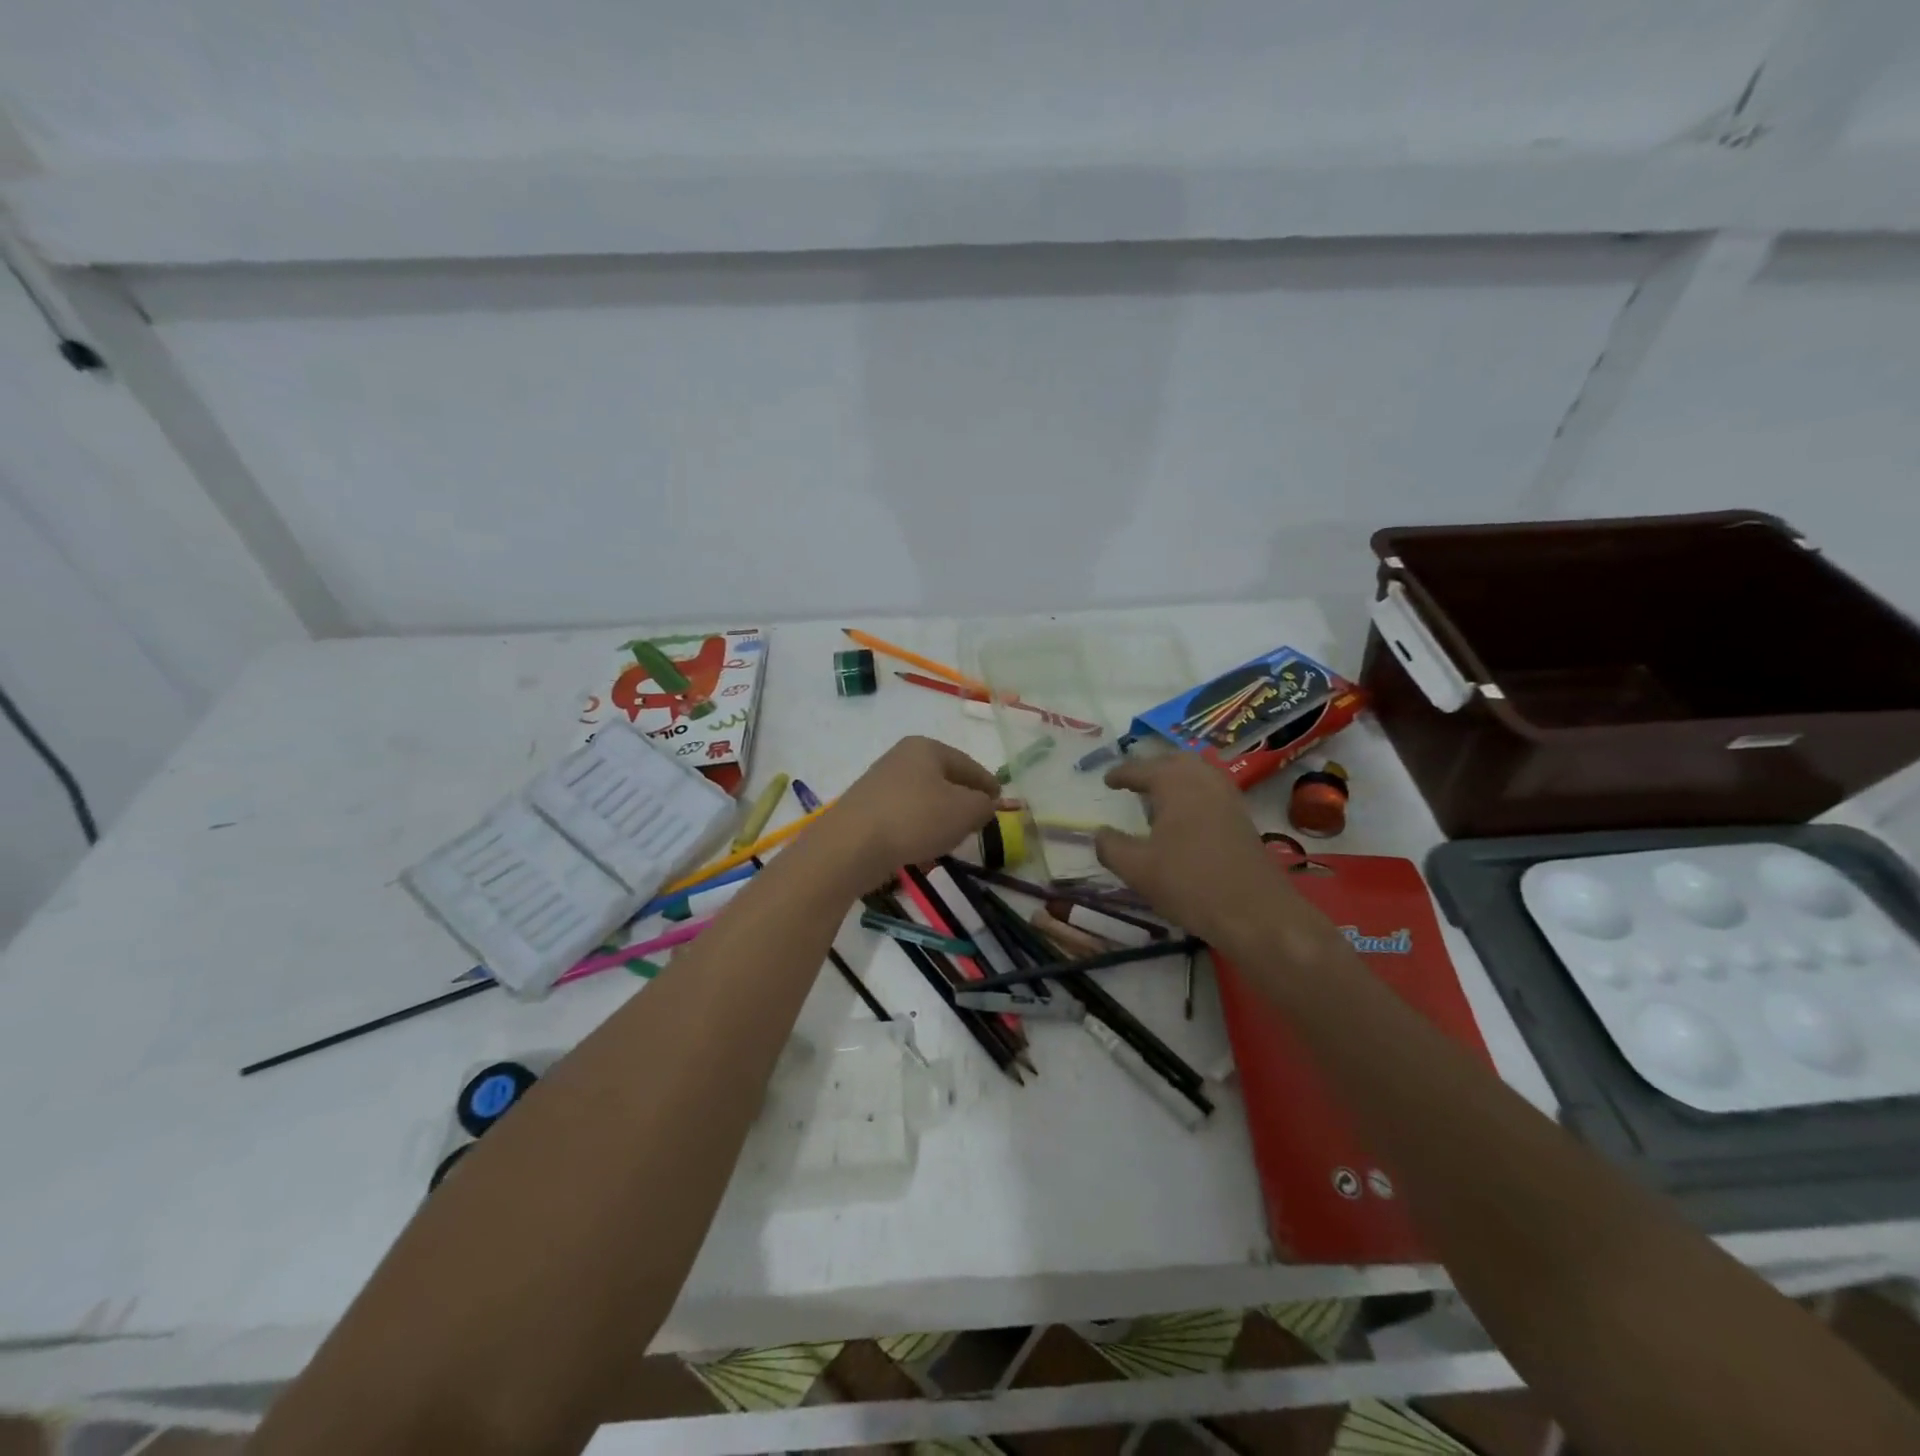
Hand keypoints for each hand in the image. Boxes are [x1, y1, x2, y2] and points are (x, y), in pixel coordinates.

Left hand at [817, 736, 999, 886]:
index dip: (987, 783)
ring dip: (940, 817)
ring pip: (923, 799)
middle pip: (944, 779)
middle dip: (963, 800)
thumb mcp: (965, 811)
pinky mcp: (866, 810)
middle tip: (979, 821)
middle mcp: (901, 758)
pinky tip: (922, 849)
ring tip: (952, 839)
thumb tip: (985, 804)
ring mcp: (880, 784)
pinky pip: (904, 817)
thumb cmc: (915, 818)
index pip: (968, 764)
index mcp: (926, 748)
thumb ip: (984, 805)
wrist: (851, 845)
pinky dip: (918, 830)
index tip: (1001, 801)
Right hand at [1095, 753, 1308, 950]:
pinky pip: (1211, 791)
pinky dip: (1192, 793)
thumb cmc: (1189, 883)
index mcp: (1175, 784)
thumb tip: (1100, 833)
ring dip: (1175, 778)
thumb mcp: (1137, 869)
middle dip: (1151, 767)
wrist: (1255, 913)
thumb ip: (1111, 846)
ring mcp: (1228, 798)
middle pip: (1174, 761)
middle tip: (1133, 783)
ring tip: (1156, 798)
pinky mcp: (1242, 818)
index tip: (1106, 780)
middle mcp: (1204, 780)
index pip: (1141, 769)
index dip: (1121, 774)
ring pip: (1198, 773)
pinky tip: (1183, 818)